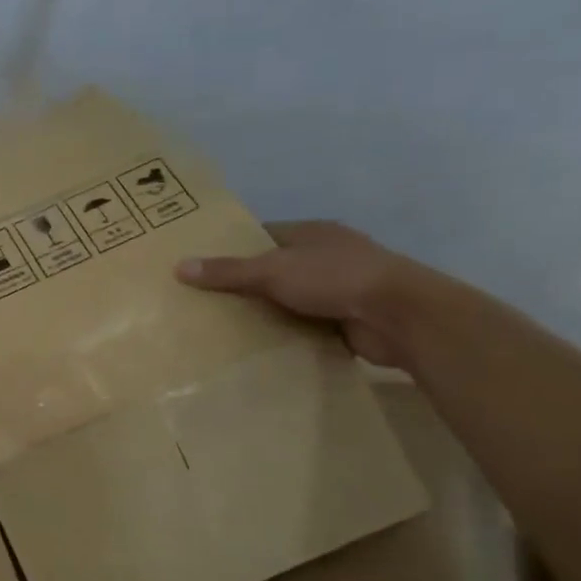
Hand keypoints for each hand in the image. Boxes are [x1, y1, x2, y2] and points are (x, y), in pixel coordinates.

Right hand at [175, 221, 435, 369]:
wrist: (401, 316)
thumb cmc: (336, 278)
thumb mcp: (272, 271)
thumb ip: (228, 271)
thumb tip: (179, 267)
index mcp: (312, 234)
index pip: (262, 235)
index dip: (231, 247)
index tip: (199, 265)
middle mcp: (326, 256)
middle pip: (274, 268)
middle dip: (243, 284)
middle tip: (202, 300)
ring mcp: (340, 288)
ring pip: (289, 299)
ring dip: (265, 312)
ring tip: (221, 326)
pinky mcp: (346, 319)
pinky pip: (305, 325)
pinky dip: (285, 334)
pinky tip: (256, 346)